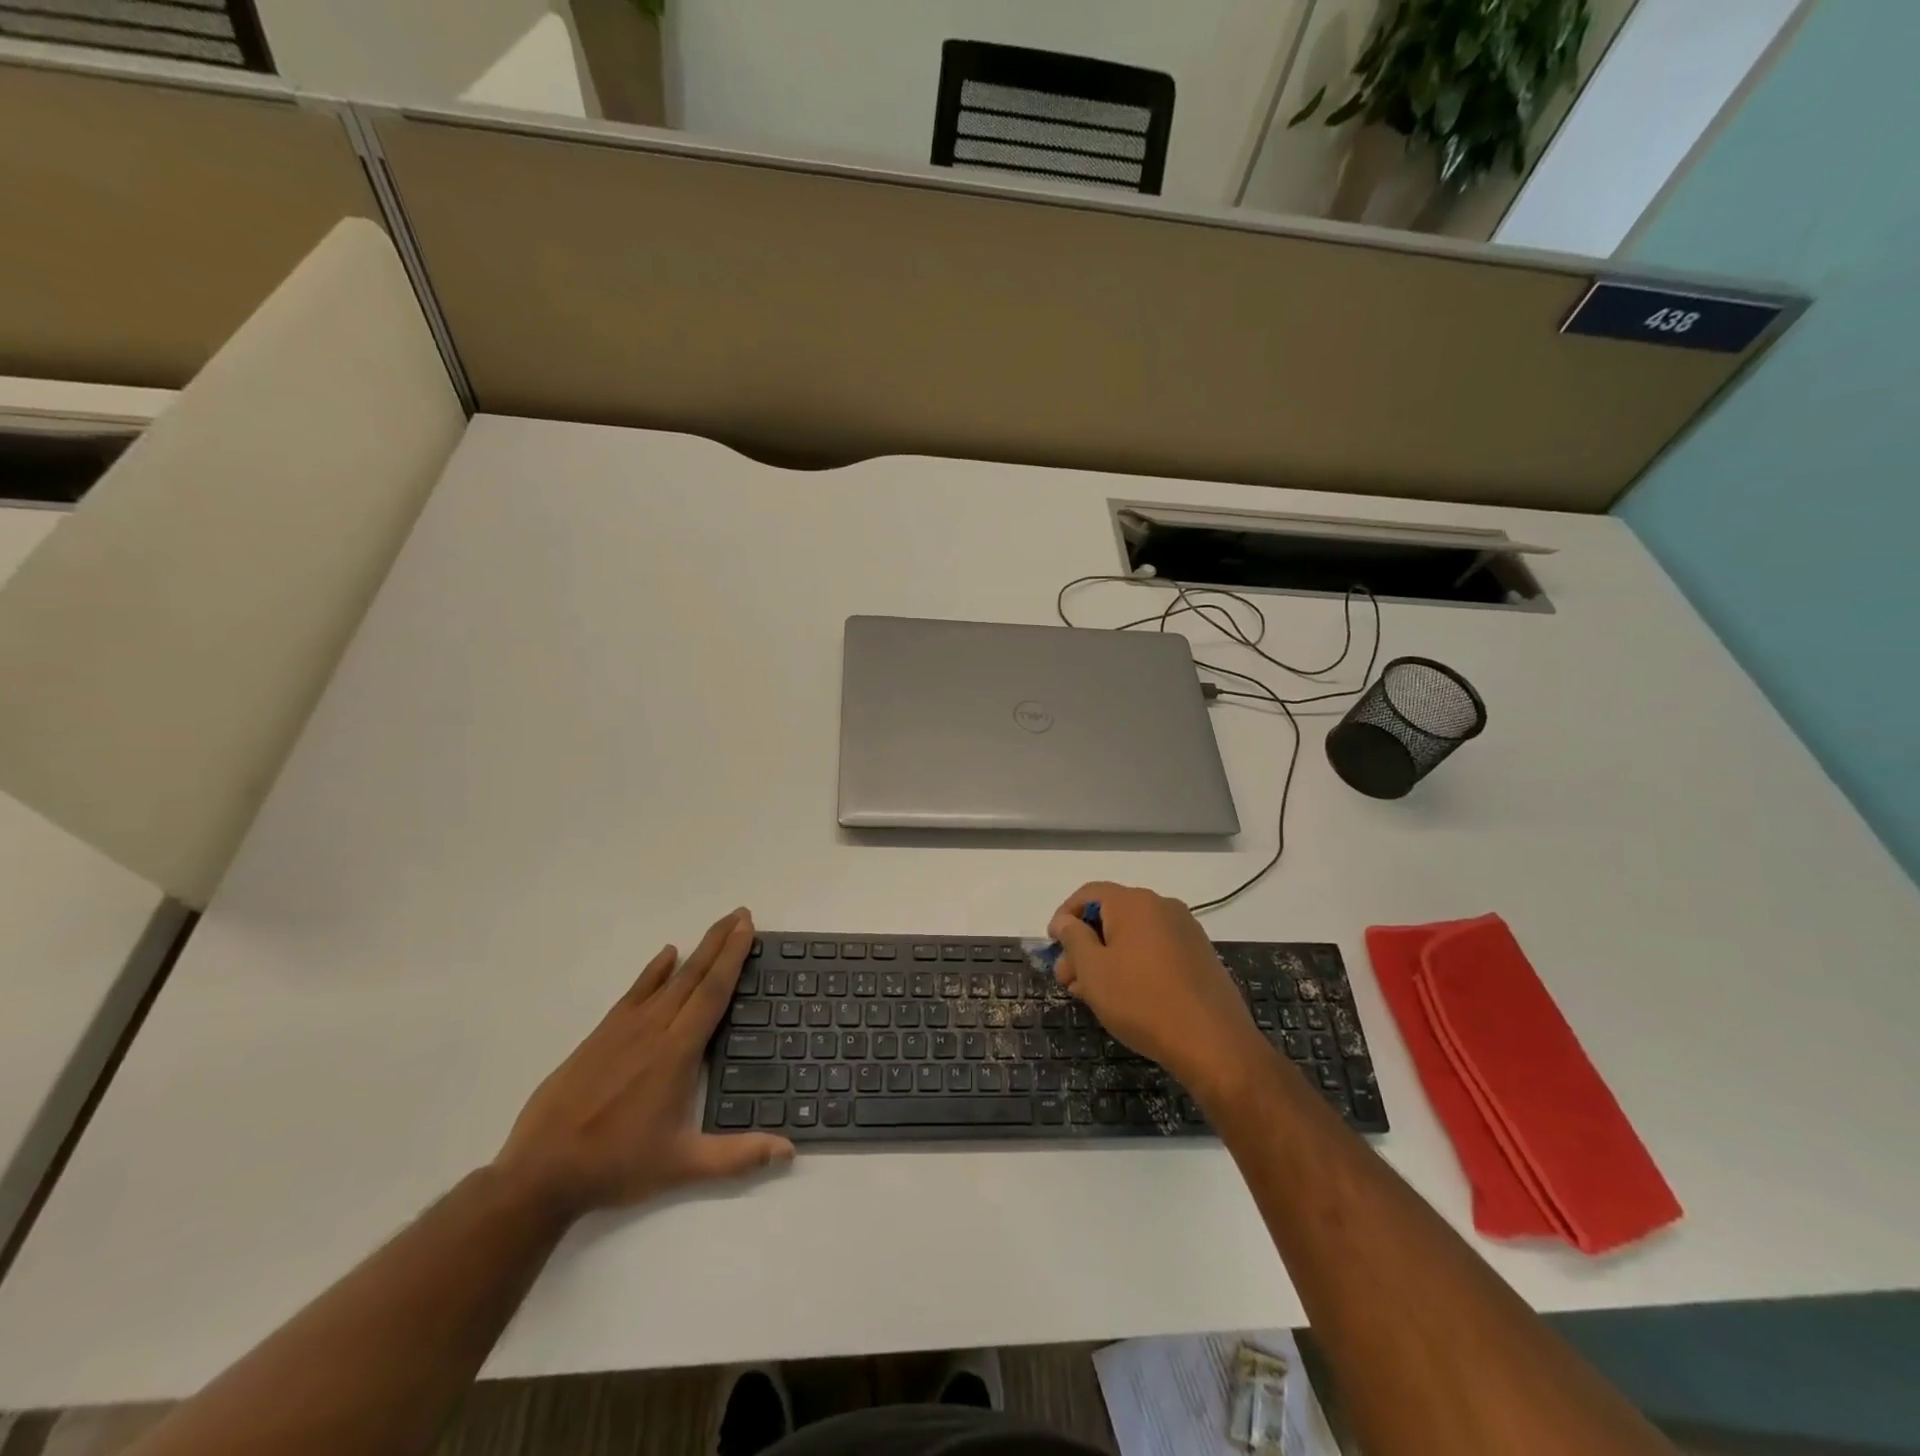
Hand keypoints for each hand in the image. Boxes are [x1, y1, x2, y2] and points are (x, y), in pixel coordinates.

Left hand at [494, 909, 792, 1216]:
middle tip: (741, 913)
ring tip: (717, 928)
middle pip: (694, 975)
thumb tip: (790, 1151)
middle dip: (720, 942)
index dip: (733, 957)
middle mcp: (654, 1030)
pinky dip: (653, 970)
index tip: (747, 927)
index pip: (712, 992)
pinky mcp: (600, 1036)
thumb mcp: (682, 1166)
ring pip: (667, 979)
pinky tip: (666, 955)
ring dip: (696, 951)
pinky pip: (634, 992)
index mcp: (677, 1053)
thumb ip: (738, 1156)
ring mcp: (624, 1029)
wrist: (540, 1173)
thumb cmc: (616, 1165)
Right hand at [1049, 882, 1269, 1101]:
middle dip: (1084, 944)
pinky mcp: (1199, 956)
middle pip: (1111, 915)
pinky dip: (1133, 964)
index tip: (1053, 947)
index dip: (1064, 916)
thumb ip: (1073, 938)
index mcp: (1134, 902)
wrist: (1213, 1043)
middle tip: (1067, 980)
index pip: (1089, 894)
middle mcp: (1161, 906)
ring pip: (1132, 936)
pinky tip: (1124, 996)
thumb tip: (1065, 920)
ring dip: (1106, 958)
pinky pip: (1154, 949)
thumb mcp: (1094, 970)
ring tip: (1090, 994)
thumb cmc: (1142, 1001)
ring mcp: (1185, 930)